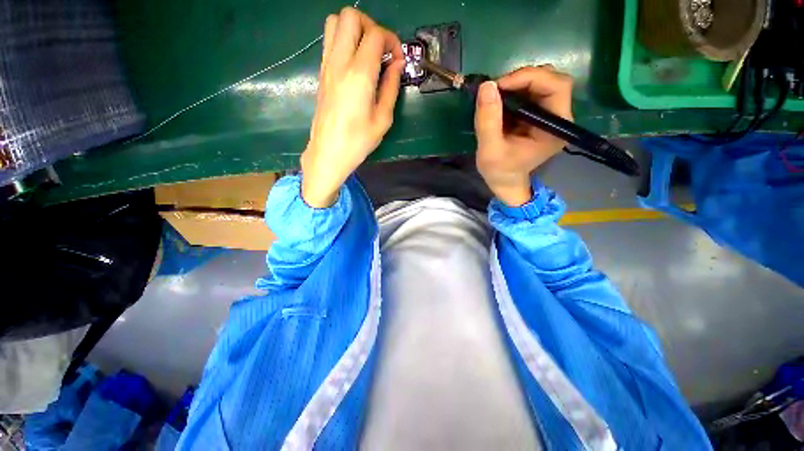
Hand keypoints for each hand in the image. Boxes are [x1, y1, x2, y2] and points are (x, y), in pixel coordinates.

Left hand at [300, 8, 403, 207]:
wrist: (328, 152)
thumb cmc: (358, 141)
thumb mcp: (383, 119)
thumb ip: (391, 87)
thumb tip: (396, 65)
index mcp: (359, 75)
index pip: (375, 34)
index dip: (392, 41)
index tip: (397, 60)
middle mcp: (339, 62)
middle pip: (350, 16)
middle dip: (371, 26)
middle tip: (381, 50)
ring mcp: (326, 65)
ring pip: (334, 22)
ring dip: (354, 30)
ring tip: (367, 53)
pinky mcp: (321, 72)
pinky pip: (329, 41)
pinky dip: (344, 41)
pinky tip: (355, 63)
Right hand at [474, 65, 573, 205]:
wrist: (504, 182)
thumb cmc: (499, 171)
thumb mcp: (490, 151)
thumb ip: (488, 121)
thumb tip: (487, 86)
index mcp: (555, 128)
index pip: (556, 87)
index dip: (530, 78)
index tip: (500, 85)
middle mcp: (558, 118)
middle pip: (552, 81)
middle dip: (523, 78)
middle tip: (496, 88)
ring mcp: (549, 116)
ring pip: (541, 83)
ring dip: (517, 84)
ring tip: (495, 95)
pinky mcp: (537, 115)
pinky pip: (530, 93)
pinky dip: (514, 91)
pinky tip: (499, 101)